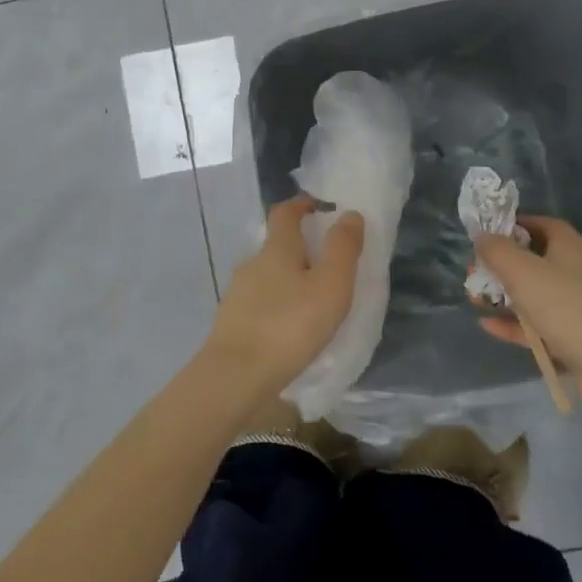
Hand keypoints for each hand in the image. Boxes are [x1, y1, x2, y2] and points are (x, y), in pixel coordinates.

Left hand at [203, 197, 364, 399]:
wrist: (235, 376)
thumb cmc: (290, 326)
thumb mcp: (330, 286)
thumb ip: (342, 249)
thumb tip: (349, 214)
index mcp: (276, 249)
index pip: (285, 213)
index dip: (302, 204)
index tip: (320, 206)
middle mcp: (252, 264)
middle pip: (276, 245)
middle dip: (299, 247)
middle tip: (327, 263)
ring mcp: (237, 294)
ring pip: (267, 276)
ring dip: (288, 279)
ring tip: (312, 301)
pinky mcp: (231, 322)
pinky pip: (259, 303)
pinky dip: (276, 305)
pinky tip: (289, 327)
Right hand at [472, 216, 581, 383]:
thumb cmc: (562, 304)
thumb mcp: (520, 270)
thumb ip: (496, 250)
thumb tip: (482, 237)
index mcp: (570, 247)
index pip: (543, 224)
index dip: (515, 225)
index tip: (489, 234)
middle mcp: (577, 272)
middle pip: (535, 261)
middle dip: (502, 266)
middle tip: (476, 272)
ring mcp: (577, 306)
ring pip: (535, 295)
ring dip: (504, 296)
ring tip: (474, 300)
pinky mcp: (575, 337)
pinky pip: (539, 325)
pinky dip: (515, 324)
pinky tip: (488, 326)